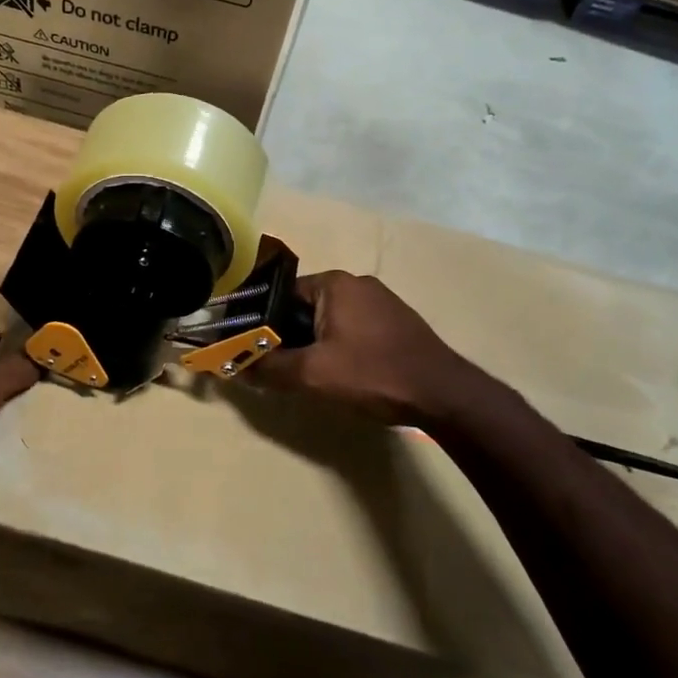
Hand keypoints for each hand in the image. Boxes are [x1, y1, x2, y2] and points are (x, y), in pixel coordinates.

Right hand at [253, 271, 505, 427]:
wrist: (442, 394)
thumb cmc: (372, 374)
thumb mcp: (313, 374)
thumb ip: (270, 368)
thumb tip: (235, 367)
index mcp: (334, 283)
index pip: (282, 295)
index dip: (264, 324)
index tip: (254, 350)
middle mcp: (357, 283)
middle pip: (305, 307)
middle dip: (290, 336)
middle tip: (280, 367)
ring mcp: (381, 301)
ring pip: (330, 320)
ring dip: (316, 344)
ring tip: (310, 374)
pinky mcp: (397, 322)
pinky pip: (354, 328)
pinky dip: (341, 346)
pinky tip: (344, 374)